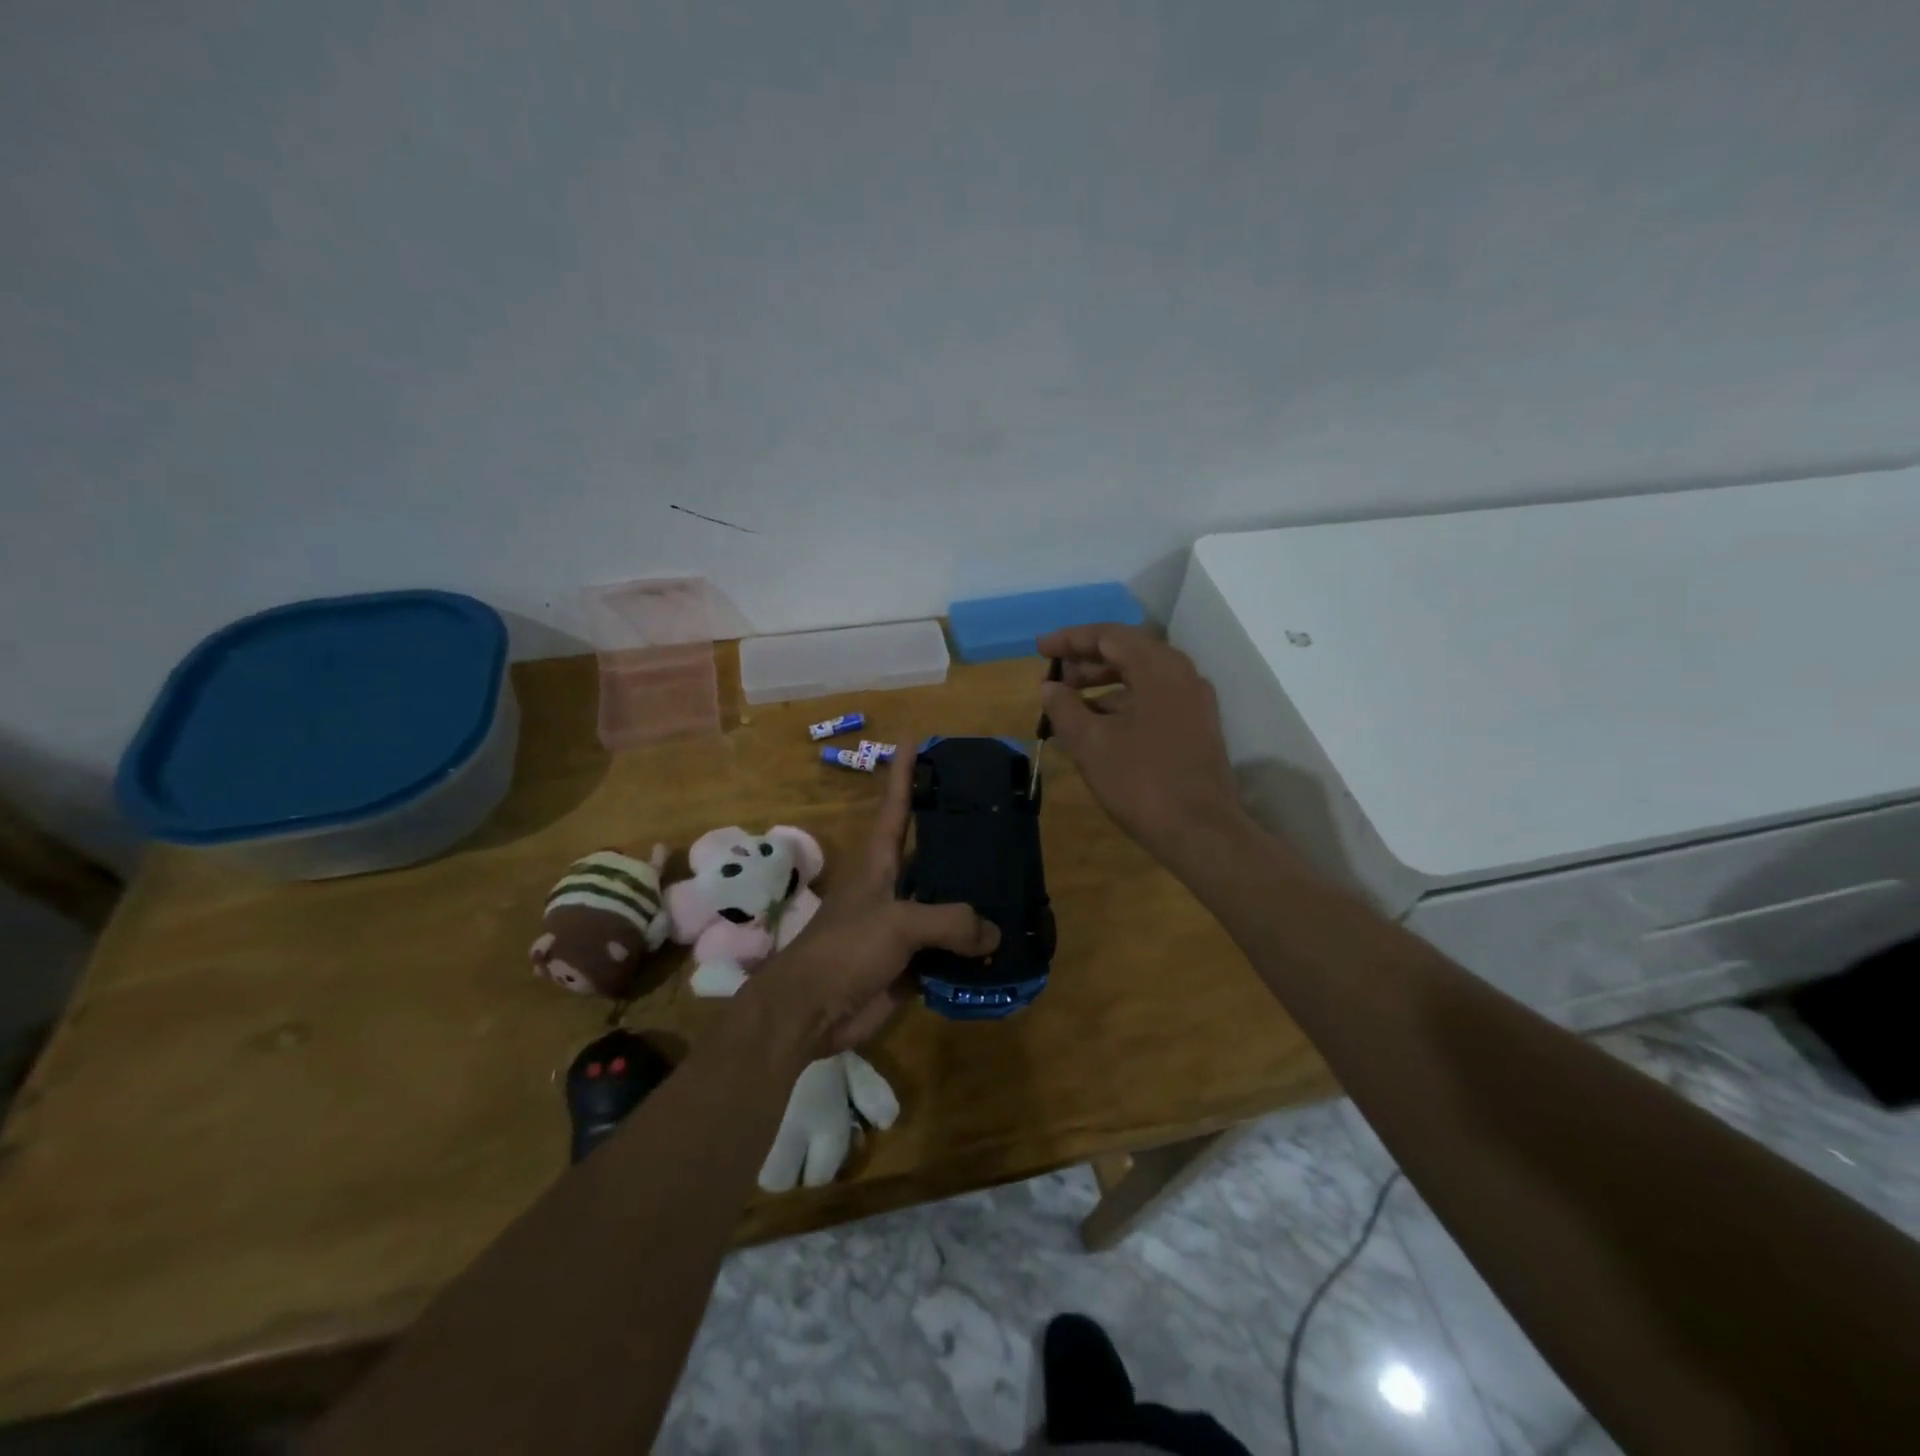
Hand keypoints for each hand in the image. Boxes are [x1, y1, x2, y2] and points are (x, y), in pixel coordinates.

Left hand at [750, 751, 1000, 1054]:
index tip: (915, 737)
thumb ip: (949, 921)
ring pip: (945, 904)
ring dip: (974, 900)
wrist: (810, 1011)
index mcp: (879, 861)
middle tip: (1002, 819)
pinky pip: (949, 949)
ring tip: (1017, 883)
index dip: (904, 771)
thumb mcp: (898, 923)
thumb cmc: (845, 950)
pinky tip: (1004, 945)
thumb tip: (994, 933)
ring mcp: (901, 925)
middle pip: (931, 854)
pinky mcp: (910, 962)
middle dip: (961, 838)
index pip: (895, 805)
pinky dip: (972, 949)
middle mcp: (892, 886)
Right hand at [1036, 623, 1249, 865]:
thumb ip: (1064, 708)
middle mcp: (1182, 675)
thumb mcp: (1090, 743)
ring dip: (1103, 682)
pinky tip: (1098, 724)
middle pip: (1128, 651)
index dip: (1070, 639)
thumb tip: (1050, 686)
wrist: (1201, 832)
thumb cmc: (1141, 782)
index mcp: (1159, 669)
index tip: (1039, 649)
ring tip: (1068, 701)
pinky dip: (1123, 702)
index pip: (1109, 636)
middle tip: (1052, 677)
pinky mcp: (1196, 726)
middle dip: (1086, 660)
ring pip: (1142, 677)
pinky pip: (1154, 699)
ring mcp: (1193, 701)